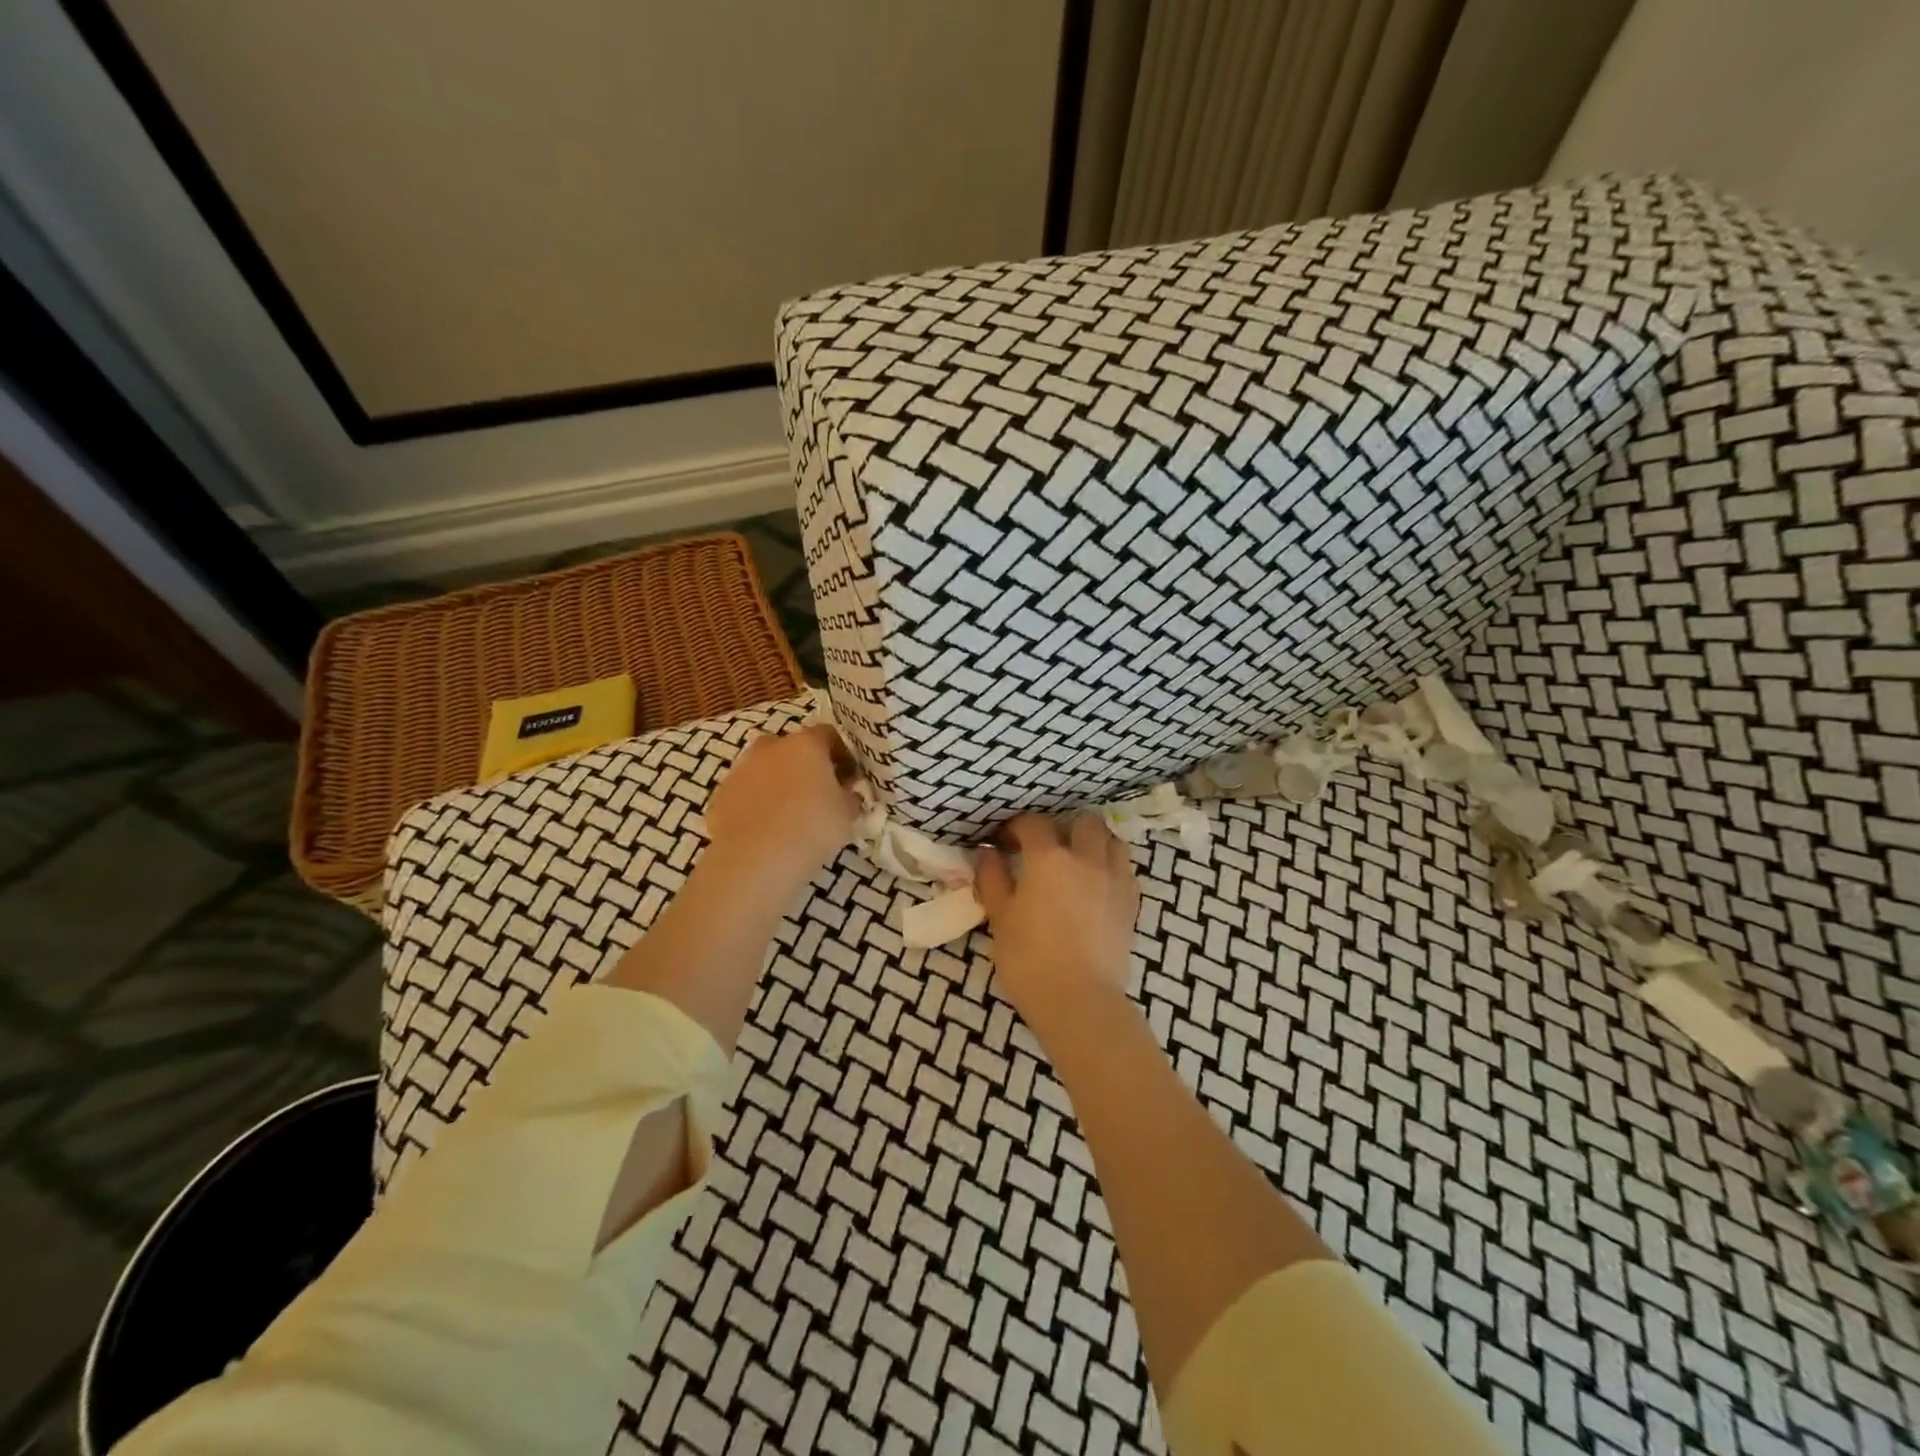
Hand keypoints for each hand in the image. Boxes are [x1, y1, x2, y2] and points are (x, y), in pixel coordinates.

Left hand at [704, 725, 860, 887]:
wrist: (755, 860)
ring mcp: (740, 769)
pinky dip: (755, 803)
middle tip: (818, 793)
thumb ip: (850, 797)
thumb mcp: (847, 815)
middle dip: (805, 765)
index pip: (829, 735)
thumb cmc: (812, 829)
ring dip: (777, 782)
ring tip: (789, 813)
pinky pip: (745, 792)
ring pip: (764, 768)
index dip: (842, 754)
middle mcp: (770, 747)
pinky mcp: (720, 795)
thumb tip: (848, 793)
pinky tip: (765, 828)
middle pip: (792, 747)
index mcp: (806, 744)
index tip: (849, 777)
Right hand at [975, 813, 1139, 1036]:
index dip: (1016, 827)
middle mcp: (1086, 858)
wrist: (1079, 1001)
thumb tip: (988, 854)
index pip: (1033, 823)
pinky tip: (1096, 885)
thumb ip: (992, 879)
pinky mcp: (1131, 903)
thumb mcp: (1000, 918)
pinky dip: (1110, 867)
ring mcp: (1114, 878)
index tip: (1004, 842)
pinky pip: (1125, 869)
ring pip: (1111, 840)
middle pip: (1083, 821)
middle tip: (1046, 848)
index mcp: (1049, 858)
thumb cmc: (1030, 960)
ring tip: (1077, 861)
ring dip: (1094, 842)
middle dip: (1063, 827)